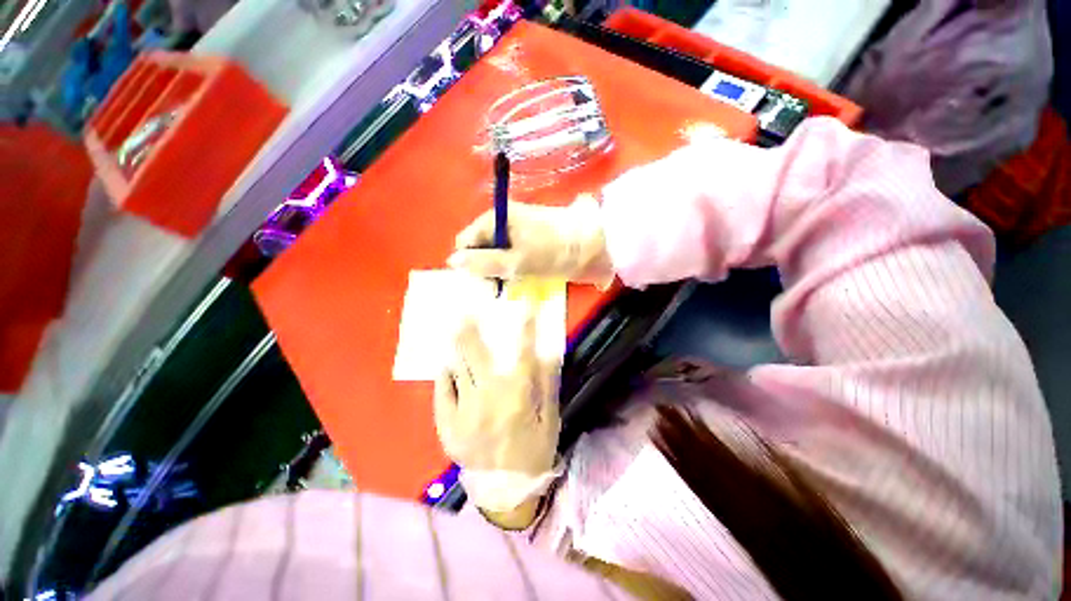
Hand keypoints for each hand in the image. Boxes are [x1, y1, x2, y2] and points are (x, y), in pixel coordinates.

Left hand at [434, 310, 560, 524]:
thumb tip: (547, 353)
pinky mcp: (448, 426)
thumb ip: (547, 385)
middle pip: (478, 356)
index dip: (526, 328)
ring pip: (458, 370)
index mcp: (517, 397)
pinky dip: (444, 378)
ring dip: (456, 349)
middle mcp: (488, 399)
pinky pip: (442, 395)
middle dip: (471, 331)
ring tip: (454, 331)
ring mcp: (464, 412)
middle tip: (465, 313)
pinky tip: (446, 366)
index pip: (522, 353)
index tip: (526, 309)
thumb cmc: (533, 451)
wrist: (506, 491)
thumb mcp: (549, 419)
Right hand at [448, 194, 614, 287]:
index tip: (482, 281)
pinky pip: (512, 257)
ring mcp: (517, 233)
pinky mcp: (530, 243)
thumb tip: (452, 261)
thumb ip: (483, 262)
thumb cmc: (553, 251)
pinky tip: (522, 278)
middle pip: (481, 248)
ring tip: (513, 283)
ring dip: (501, 271)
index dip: (469, 262)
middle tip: (500, 284)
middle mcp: (503, 223)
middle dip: (486, 268)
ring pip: (496, 255)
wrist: (594, 243)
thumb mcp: (516, 260)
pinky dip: (513, 269)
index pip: (465, 241)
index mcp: (496, 219)